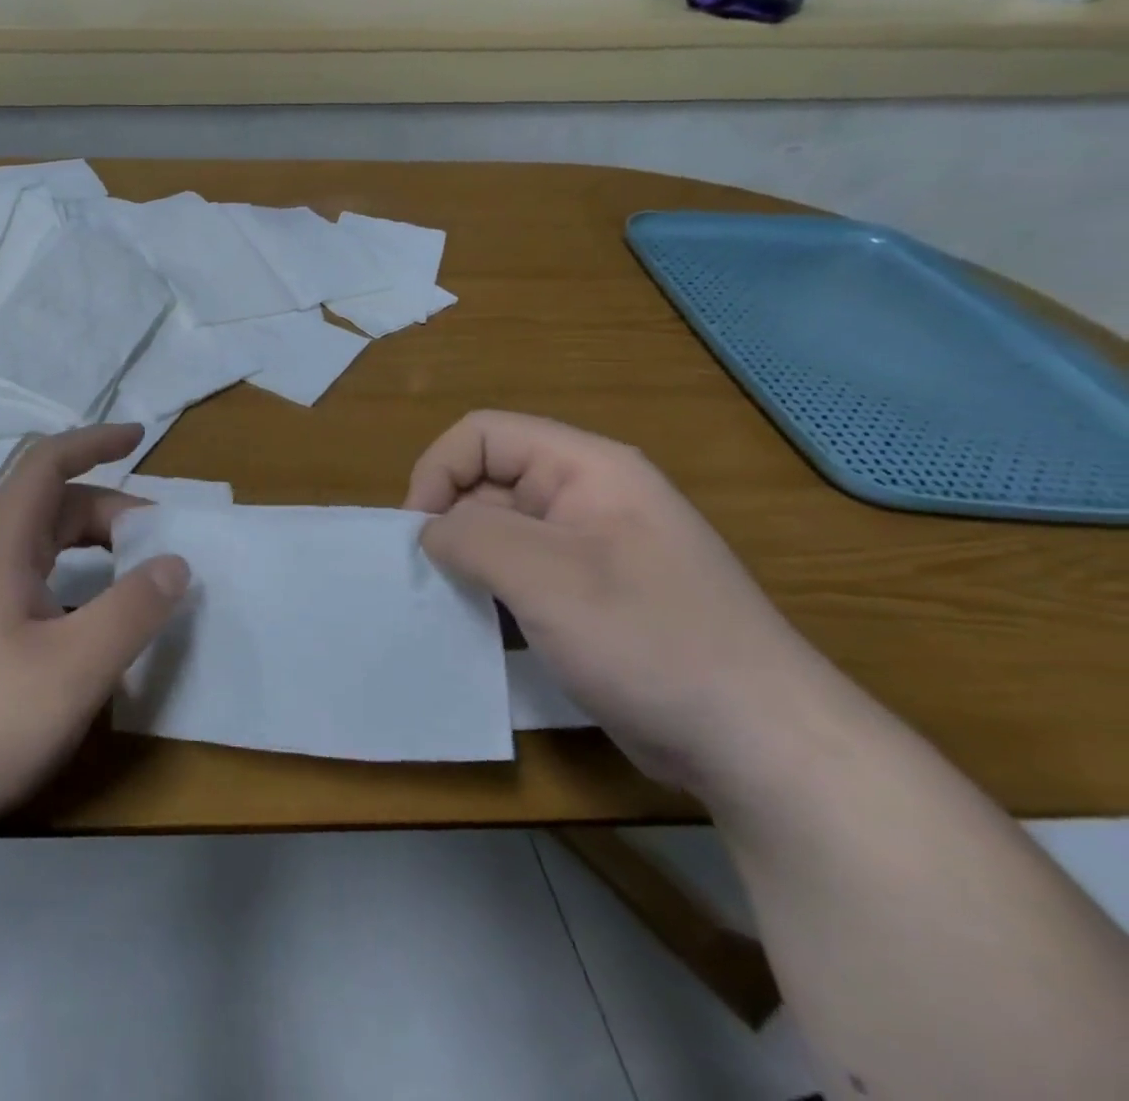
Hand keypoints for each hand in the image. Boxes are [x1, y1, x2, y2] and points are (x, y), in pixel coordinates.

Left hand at [0, 425, 189, 838]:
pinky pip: (19, 579)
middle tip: (155, 544)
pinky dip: (62, 578)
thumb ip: (133, 610)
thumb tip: (176, 563)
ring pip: (32, 546)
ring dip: (84, 546)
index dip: (95, 442)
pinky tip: (78, 623)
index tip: (139, 437)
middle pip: (46, 506)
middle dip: (106, 511)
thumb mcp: (75, 669)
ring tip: (127, 577)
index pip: (47, 464)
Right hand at [405, 411, 826, 793]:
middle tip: (432, 580)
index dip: (438, 471)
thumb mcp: (545, 575)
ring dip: (468, 564)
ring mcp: (592, 551)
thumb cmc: (649, 639)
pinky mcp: (592, 599)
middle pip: (489, 482)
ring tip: (452, 607)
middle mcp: (587, 498)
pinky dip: (493, 595)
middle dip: (449, 523)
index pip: (483, 435)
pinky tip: (485, 631)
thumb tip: (430, 533)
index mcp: (585, 469)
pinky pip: (523, 576)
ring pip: (502, 533)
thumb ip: (470, 535)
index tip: (419, 534)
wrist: (760, 744)